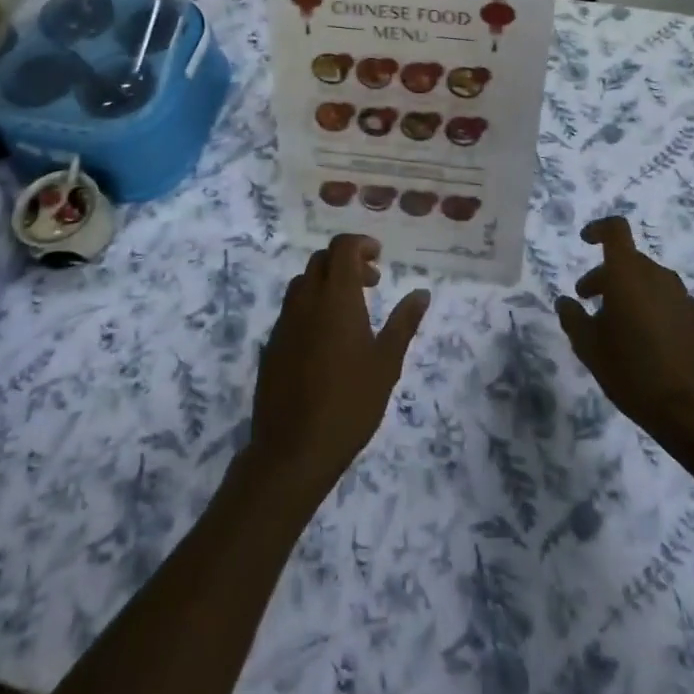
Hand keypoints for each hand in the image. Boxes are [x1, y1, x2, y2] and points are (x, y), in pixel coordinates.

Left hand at [247, 234, 429, 496]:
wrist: (293, 449)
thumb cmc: (350, 403)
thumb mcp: (386, 363)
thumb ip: (404, 323)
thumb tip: (421, 293)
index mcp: (336, 297)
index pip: (342, 247)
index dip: (361, 244)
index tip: (379, 259)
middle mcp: (306, 300)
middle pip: (322, 260)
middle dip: (347, 262)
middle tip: (371, 284)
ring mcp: (284, 321)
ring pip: (304, 282)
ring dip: (327, 282)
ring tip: (350, 311)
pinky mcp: (272, 344)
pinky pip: (292, 309)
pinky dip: (311, 306)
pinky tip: (326, 339)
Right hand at [555, 216, 693, 450]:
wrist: (693, 413)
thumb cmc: (632, 372)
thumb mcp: (589, 348)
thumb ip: (572, 318)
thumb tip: (566, 302)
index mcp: (629, 275)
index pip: (616, 230)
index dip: (598, 229)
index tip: (585, 241)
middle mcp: (659, 277)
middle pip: (630, 261)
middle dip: (607, 276)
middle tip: (589, 302)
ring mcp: (685, 299)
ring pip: (651, 283)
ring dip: (631, 294)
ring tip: (619, 327)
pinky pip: (670, 304)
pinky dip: (654, 311)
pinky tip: (648, 344)